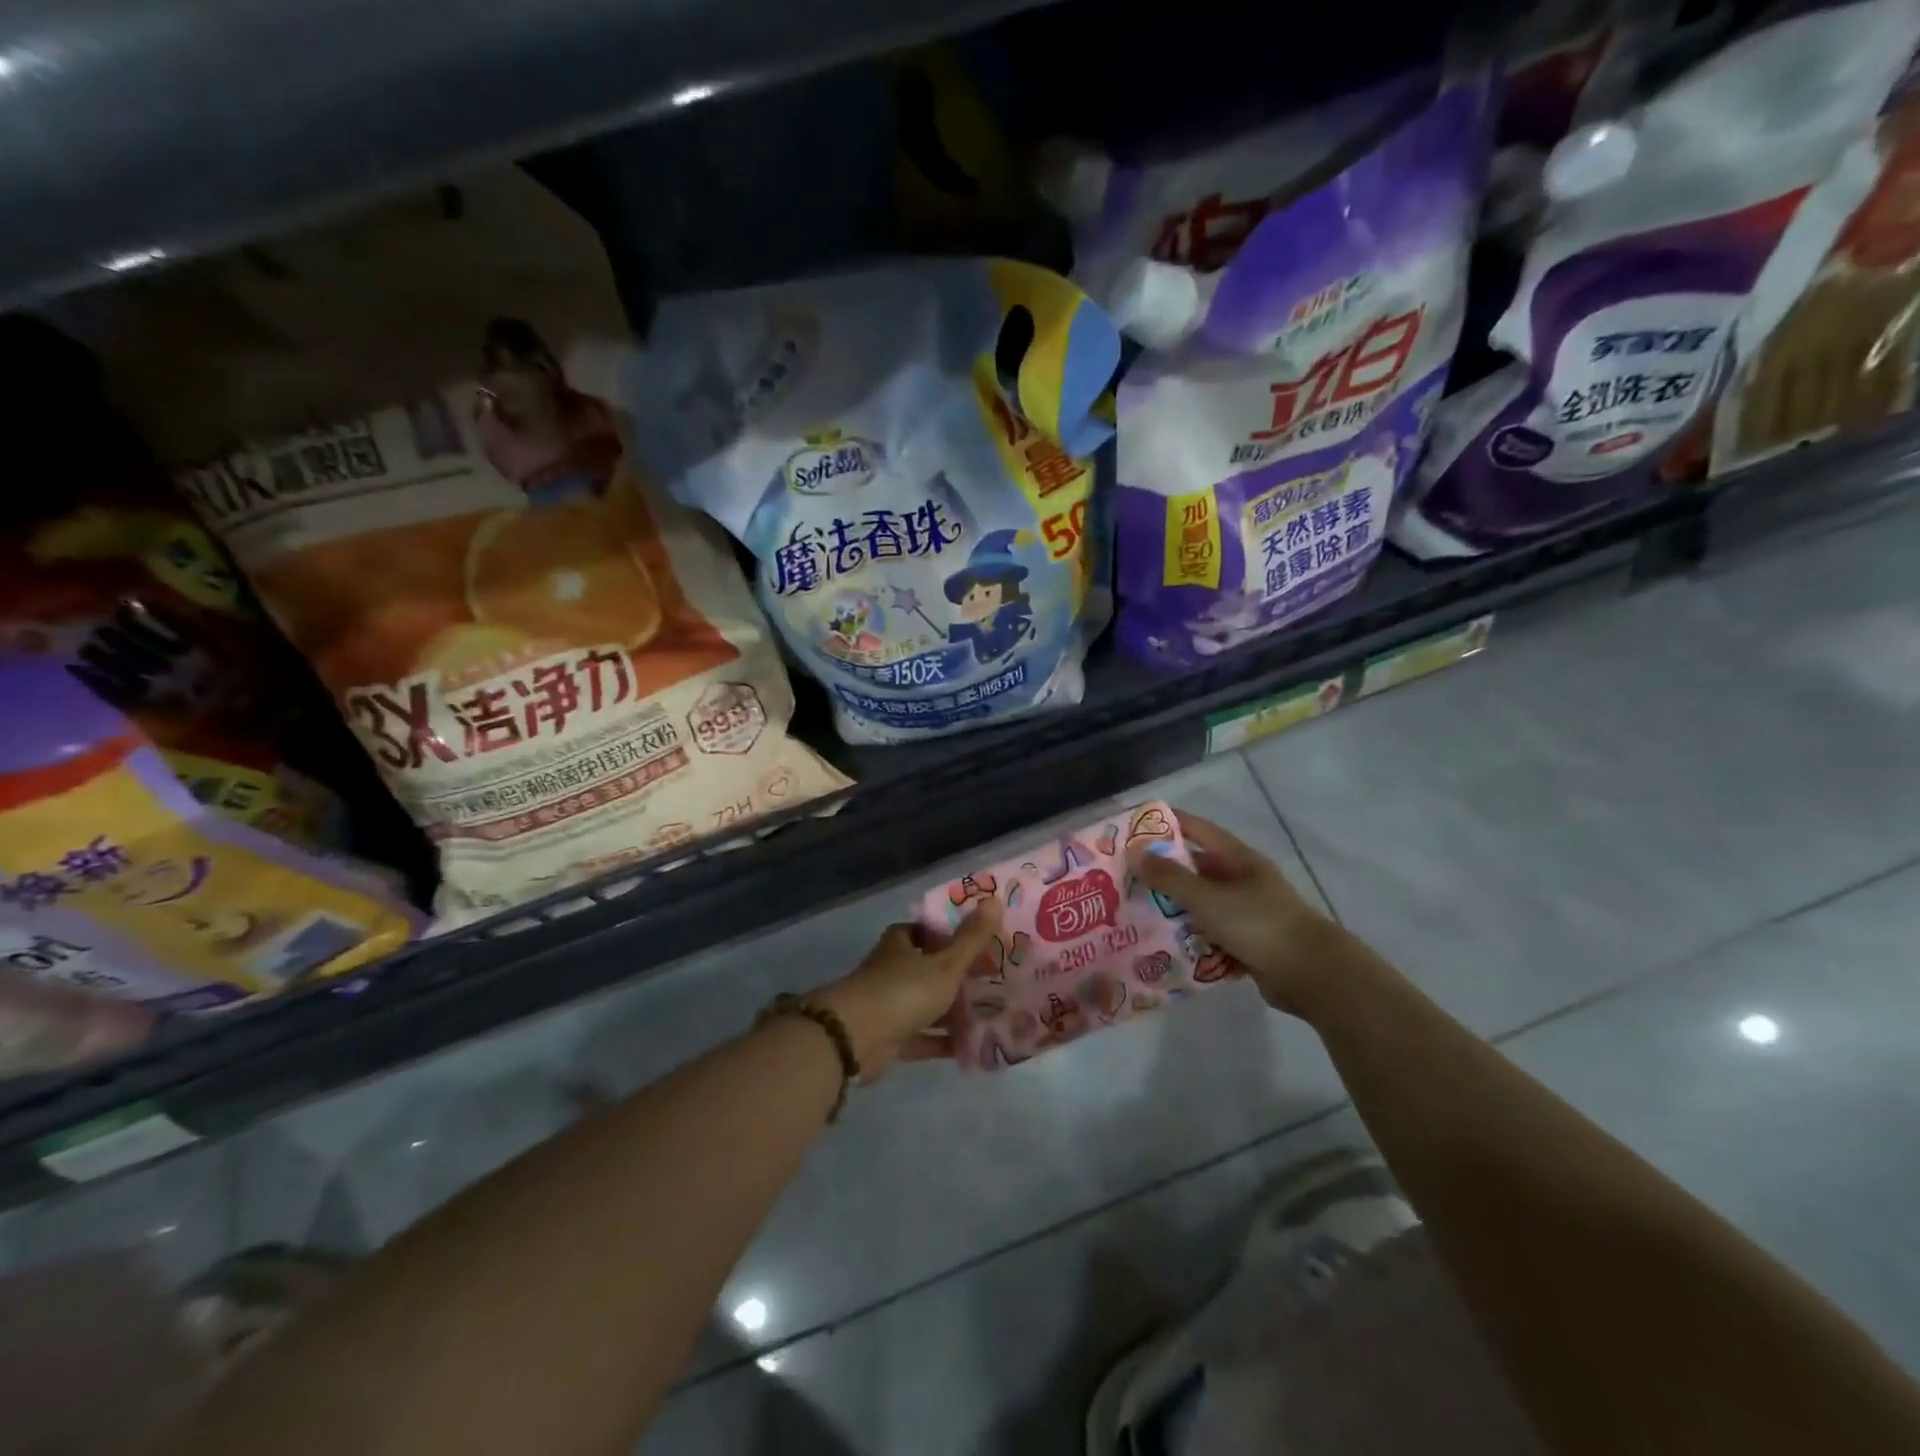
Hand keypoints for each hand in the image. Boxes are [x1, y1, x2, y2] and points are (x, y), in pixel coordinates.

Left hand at [809, 904, 1001, 1078]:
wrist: (855, 1038)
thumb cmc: (903, 990)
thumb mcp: (945, 963)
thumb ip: (972, 938)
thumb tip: (995, 900)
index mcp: (902, 943)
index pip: (932, 931)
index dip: (958, 937)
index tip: (987, 947)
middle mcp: (894, 969)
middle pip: (932, 968)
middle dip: (961, 976)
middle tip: (997, 982)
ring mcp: (890, 1003)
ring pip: (929, 1003)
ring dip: (955, 1011)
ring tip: (993, 1015)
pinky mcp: (890, 1036)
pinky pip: (924, 1036)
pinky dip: (944, 1041)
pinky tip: (972, 1047)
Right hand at [1131, 810, 1343, 1016]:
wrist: (1312, 975)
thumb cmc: (1258, 924)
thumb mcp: (1208, 898)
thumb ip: (1170, 877)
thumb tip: (1135, 852)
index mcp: (1239, 859)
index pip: (1198, 829)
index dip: (1168, 823)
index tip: (1135, 825)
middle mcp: (1244, 881)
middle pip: (1197, 868)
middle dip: (1164, 870)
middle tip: (1127, 875)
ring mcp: (1248, 912)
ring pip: (1202, 903)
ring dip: (1174, 907)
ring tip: (1136, 911)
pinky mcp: (1249, 943)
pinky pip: (1211, 934)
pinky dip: (1191, 937)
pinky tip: (1163, 944)